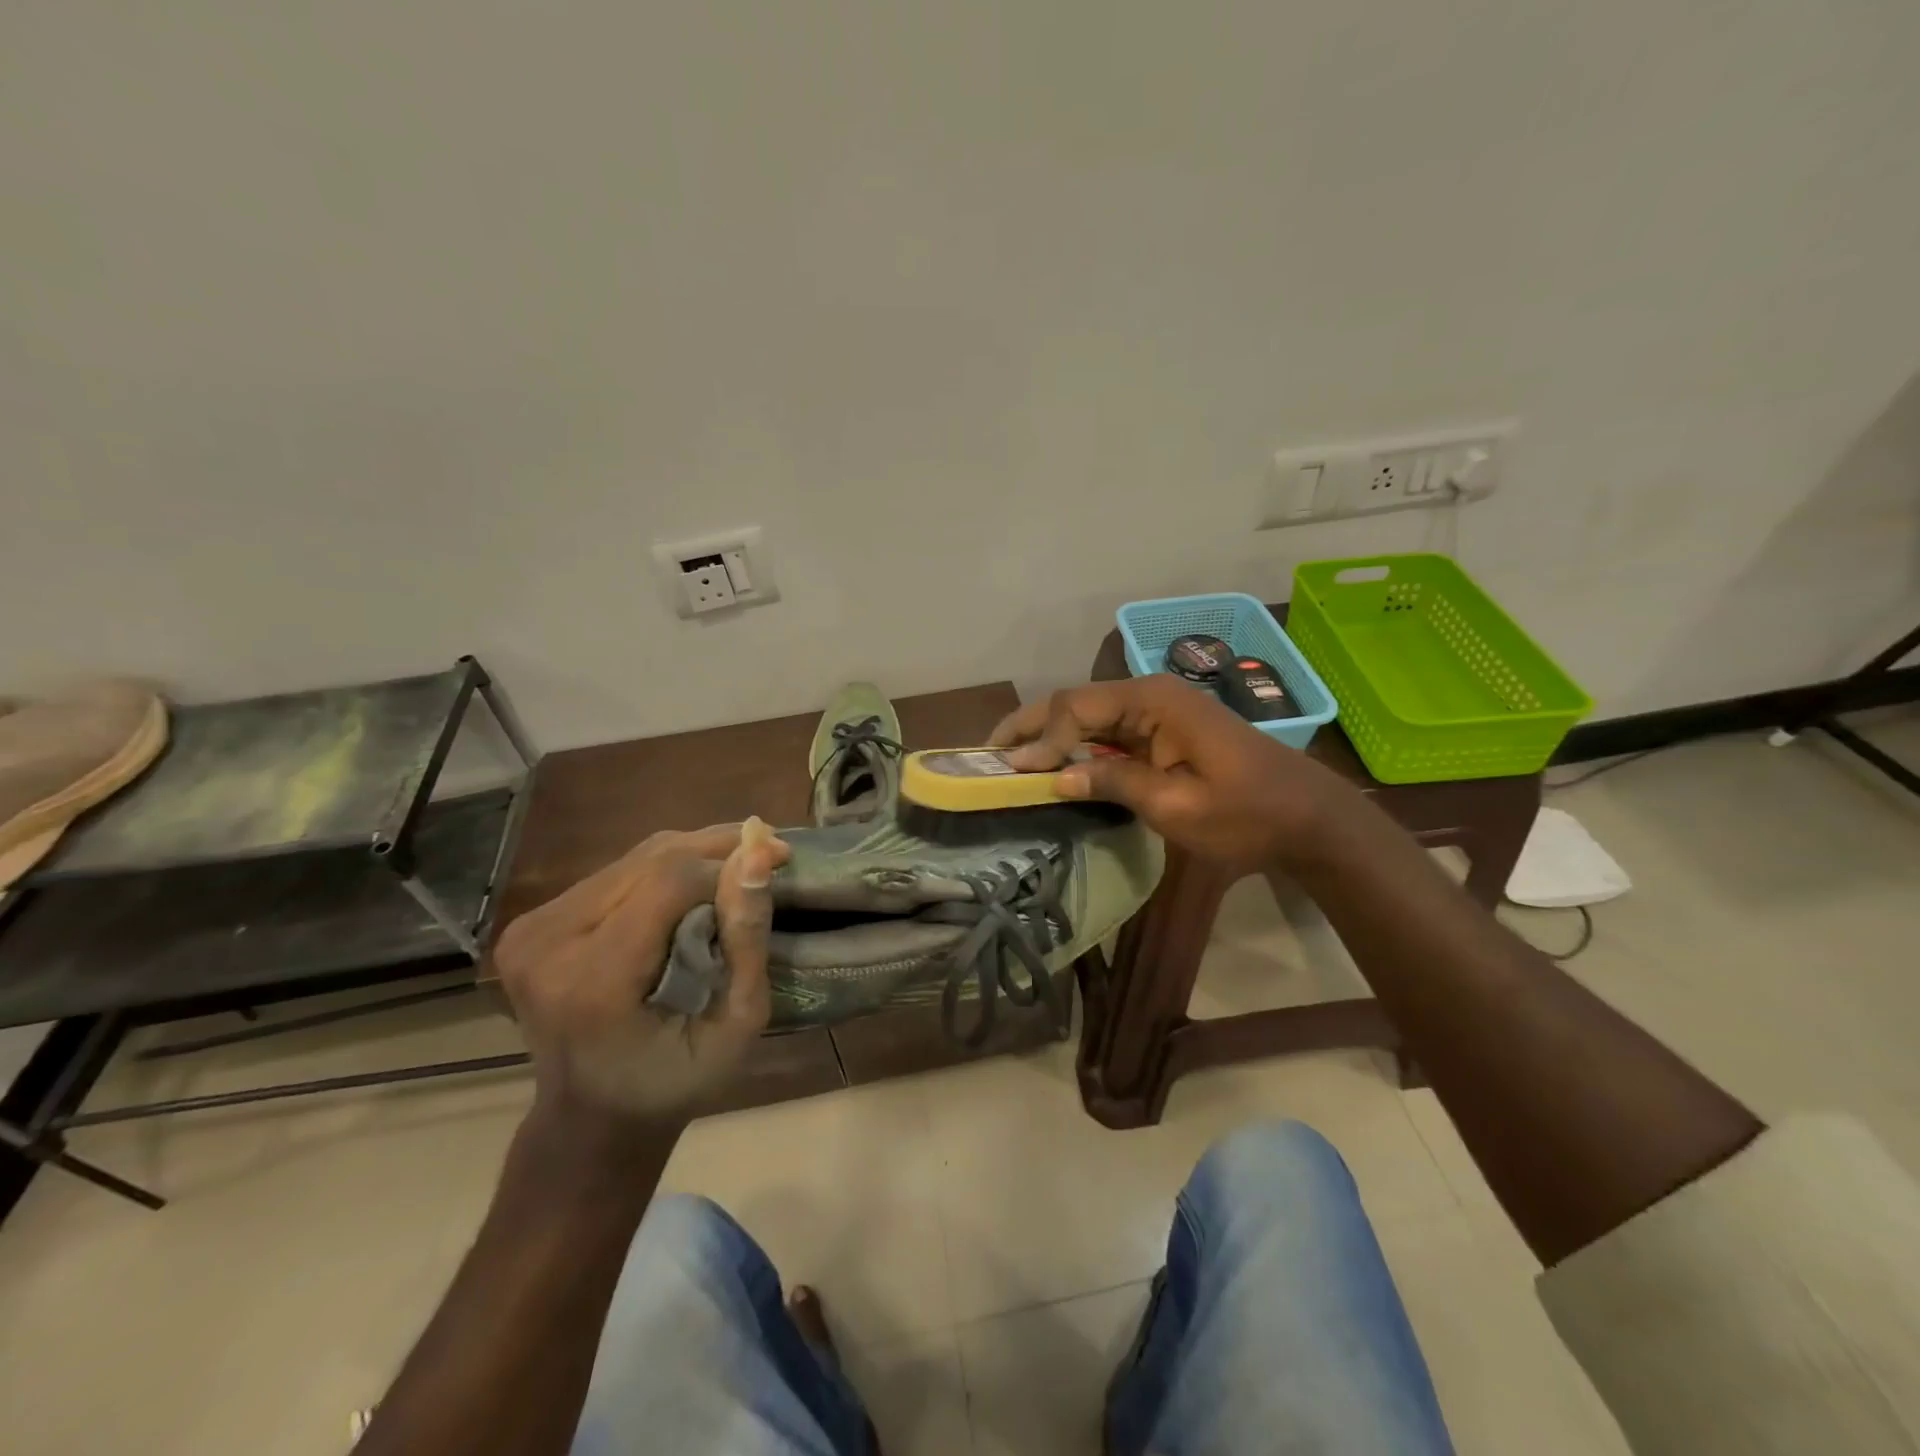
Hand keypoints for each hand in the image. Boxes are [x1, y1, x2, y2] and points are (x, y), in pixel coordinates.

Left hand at [491, 818, 790, 1130]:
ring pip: (633, 858)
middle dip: (716, 849)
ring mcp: (531, 931)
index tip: (779, 861)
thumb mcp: (736, 1025)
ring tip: (738, 865)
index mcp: (593, 982)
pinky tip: (694, 885)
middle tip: (770, 852)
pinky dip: (662, 871)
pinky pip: (615, 873)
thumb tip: (759, 854)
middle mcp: (548, 944)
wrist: (592, 1114)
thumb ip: (746, 940)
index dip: (727, 863)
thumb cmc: (674, 1081)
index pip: (668, 882)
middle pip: (650, 860)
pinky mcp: (530, 923)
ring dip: (692, 855)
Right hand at [990, 677, 1355, 871]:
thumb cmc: (1247, 814)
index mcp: (1153, 701)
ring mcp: (1158, 713)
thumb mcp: (1176, 805)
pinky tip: (1056, 766)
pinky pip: (1110, 734)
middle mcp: (1150, 695)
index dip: (1040, 739)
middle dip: (1033, 727)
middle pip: (1076, 703)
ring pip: (1088, 717)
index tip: (1012, 773)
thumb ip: (1113, 783)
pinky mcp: (1163, 733)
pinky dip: (1079, 749)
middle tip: (990, 752)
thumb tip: (1055, 777)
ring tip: (1011, 759)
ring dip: (1051, 737)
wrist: (1307, 819)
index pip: (1077, 708)